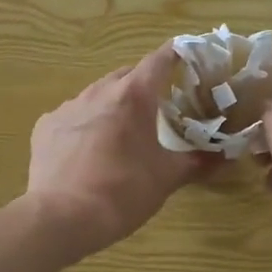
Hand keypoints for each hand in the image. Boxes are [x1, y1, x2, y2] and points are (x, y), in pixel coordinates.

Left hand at [25, 43, 212, 259]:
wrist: (61, 217)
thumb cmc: (122, 192)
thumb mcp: (166, 178)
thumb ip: (197, 162)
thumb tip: (225, 156)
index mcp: (134, 95)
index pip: (160, 59)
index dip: (176, 54)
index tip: (188, 55)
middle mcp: (99, 91)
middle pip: (127, 75)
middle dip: (144, 84)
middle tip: (158, 106)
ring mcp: (68, 106)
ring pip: (97, 94)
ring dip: (114, 104)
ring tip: (123, 131)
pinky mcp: (46, 125)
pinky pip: (72, 116)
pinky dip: (85, 124)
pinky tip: (88, 150)